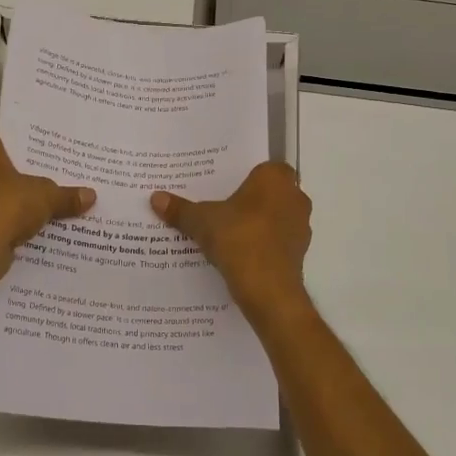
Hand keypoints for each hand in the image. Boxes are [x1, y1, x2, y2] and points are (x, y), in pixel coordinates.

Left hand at [0, 127, 94, 276]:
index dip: (19, 143)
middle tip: (44, 178)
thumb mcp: (45, 197)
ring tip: (36, 205)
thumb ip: (66, 195)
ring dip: (5, 199)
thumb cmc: (4, 206)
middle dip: (15, 173)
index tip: (40, 152)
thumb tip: (91, 195)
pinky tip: (20, 229)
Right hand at [152, 162, 312, 316]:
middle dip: (250, 200)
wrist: (267, 289)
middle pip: (270, 192)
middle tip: (222, 206)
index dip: (247, 175)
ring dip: (258, 224)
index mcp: (275, 179)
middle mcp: (295, 197)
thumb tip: (155, 197)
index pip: (265, 167)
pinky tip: (239, 255)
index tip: (226, 185)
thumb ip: (181, 209)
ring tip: (227, 233)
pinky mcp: (299, 254)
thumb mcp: (201, 221)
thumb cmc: (238, 238)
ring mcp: (300, 227)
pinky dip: (263, 246)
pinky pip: (277, 242)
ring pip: (276, 218)